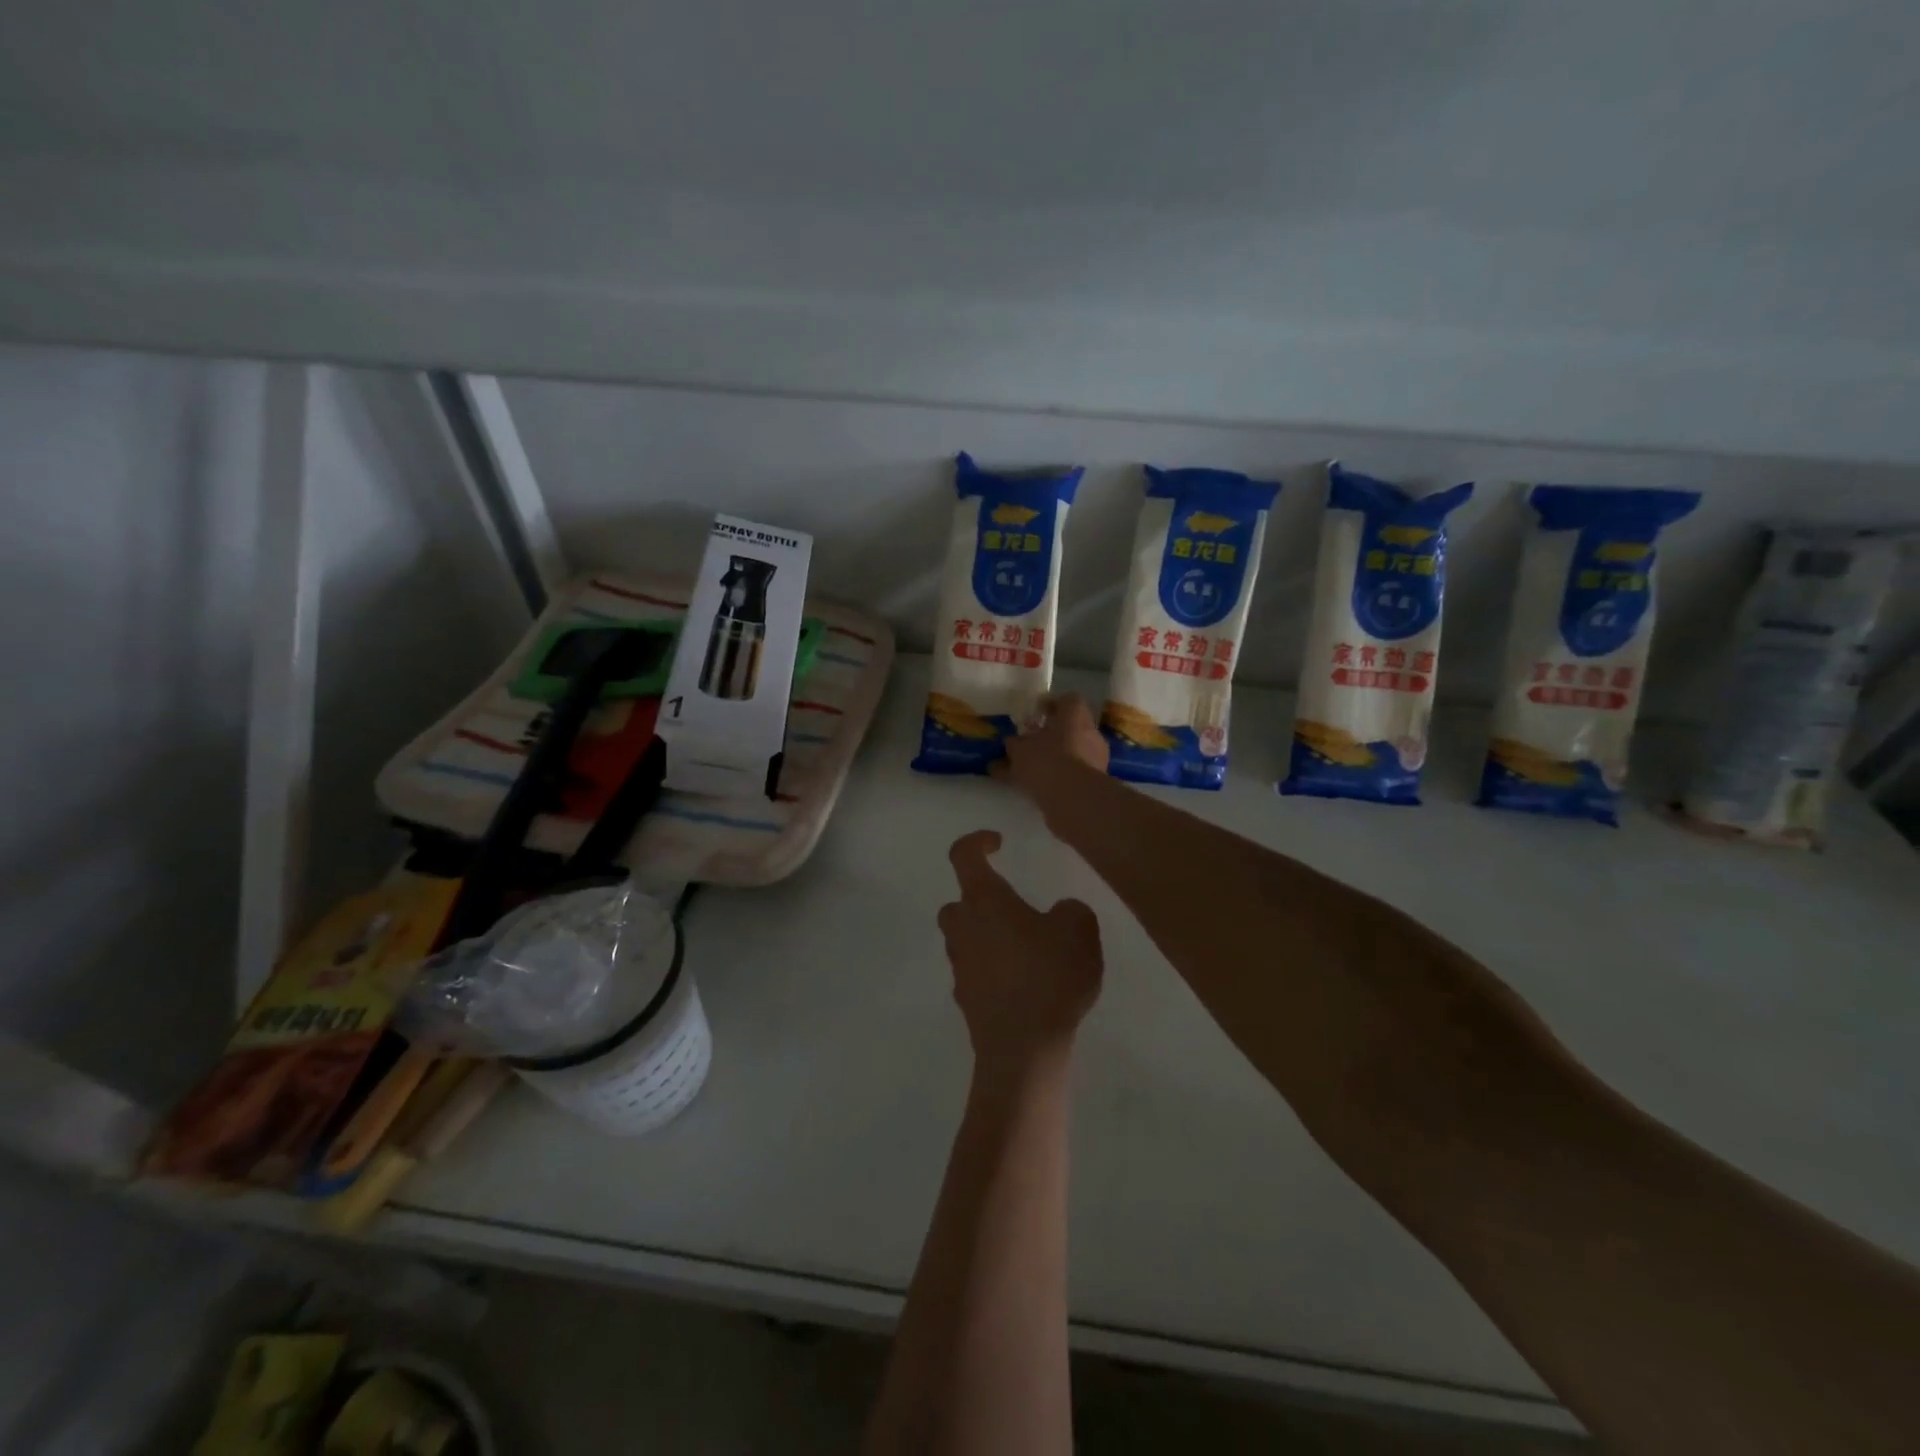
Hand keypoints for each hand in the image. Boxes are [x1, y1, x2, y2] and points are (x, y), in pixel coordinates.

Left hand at [937, 830, 1103, 1074]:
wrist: (1022, 1049)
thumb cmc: (1049, 976)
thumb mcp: (1079, 930)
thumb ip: (1071, 910)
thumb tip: (1060, 912)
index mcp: (985, 900)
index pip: (963, 855)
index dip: (977, 841)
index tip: (998, 843)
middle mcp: (964, 928)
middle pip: (959, 902)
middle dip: (980, 898)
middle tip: (1013, 906)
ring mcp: (960, 966)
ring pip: (965, 938)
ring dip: (987, 935)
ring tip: (1026, 947)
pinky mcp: (966, 1000)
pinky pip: (975, 971)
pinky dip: (992, 968)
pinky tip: (1023, 982)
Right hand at [993, 694, 1108, 804]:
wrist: (1074, 799)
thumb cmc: (1046, 761)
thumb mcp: (1020, 750)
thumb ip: (1014, 745)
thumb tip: (1011, 743)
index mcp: (1075, 715)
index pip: (1068, 700)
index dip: (1051, 705)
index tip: (1035, 715)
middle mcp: (1090, 732)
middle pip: (1070, 728)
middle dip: (1050, 736)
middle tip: (1029, 744)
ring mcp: (1096, 758)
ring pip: (1070, 753)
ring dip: (1053, 759)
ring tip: (1028, 771)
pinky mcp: (1094, 782)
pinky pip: (1072, 774)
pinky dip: (1056, 778)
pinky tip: (1035, 788)